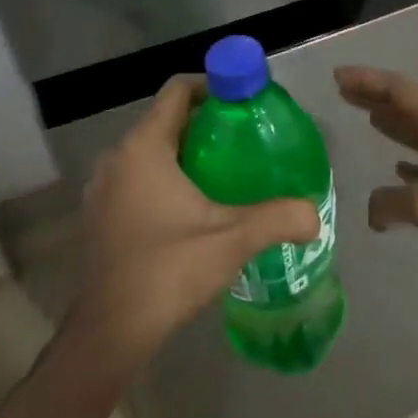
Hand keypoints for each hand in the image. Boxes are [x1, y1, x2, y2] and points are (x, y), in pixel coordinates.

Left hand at [75, 75, 319, 370]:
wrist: (111, 333)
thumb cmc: (168, 271)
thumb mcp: (232, 240)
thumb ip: (279, 218)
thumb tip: (316, 214)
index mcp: (143, 149)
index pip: (177, 91)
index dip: (213, 84)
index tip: (245, 99)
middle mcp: (117, 159)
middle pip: (167, 120)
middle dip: (207, 121)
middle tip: (247, 136)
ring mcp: (103, 188)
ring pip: (151, 150)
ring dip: (187, 151)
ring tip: (228, 169)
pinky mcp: (101, 215)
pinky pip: (138, 177)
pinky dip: (166, 176)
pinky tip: (195, 205)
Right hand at [334, 66, 417, 275]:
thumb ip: (392, 203)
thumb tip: (372, 213)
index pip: (398, 91)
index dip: (367, 81)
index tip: (338, 77)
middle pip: (406, 107)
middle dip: (375, 97)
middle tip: (345, 93)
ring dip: (393, 124)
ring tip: (369, 119)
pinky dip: (411, 162)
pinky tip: (398, 168)